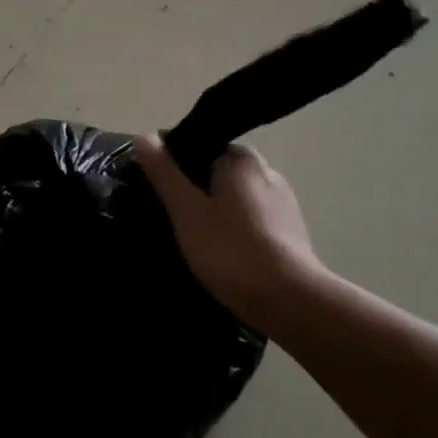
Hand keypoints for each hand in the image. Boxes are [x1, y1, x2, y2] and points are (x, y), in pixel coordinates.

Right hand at [133, 137, 322, 331]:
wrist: (289, 301)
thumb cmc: (230, 249)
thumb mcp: (186, 210)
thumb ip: (164, 172)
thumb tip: (144, 136)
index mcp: (242, 158)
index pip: (201, 147)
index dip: (176, 166)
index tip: (159, 192)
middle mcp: (268, 171)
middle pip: (218, 174)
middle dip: (196, 193)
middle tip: (173, 220)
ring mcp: (284, 203)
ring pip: (237, 200)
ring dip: (217, 214)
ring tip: (196, 243)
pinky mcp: (292, 233)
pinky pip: (253, 222)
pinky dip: (236, 233)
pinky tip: (224, 257)